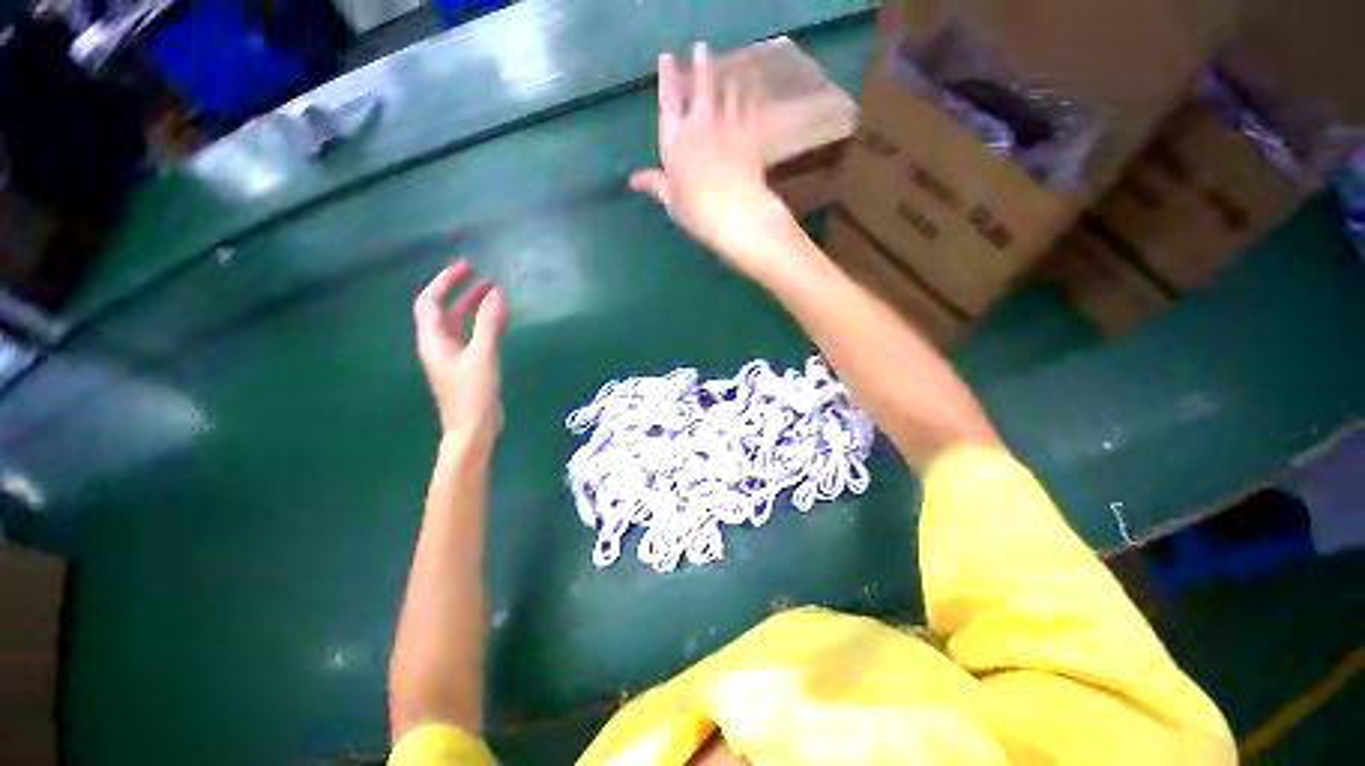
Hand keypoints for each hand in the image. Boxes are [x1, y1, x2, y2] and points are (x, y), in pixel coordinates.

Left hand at [414, 261, 508, 441]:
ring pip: (461, 324)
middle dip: (463, 292)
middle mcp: (440, 345)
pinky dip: (484, 324)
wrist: (473, 430)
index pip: (431, 301)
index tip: (467, 268)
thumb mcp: (483, 356)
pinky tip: (500, 321)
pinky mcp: (469, 366)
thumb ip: (489, 324)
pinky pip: (474, 337)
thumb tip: (496, 293)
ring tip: (494, 294)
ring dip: (475, 307)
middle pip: (446, 311)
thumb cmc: (472, 394)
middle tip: (484, 278)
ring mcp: (454, 357)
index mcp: (434, 340)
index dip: (446, 281)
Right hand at [630, 42, 797, 277]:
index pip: (669, 99)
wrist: (736, 214)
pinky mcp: (751, 136)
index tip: (667, 57)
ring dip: (728, 80)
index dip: (668, 76)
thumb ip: (655, 184)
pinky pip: (751, 109)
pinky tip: (753, 94)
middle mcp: (701, 124)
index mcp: (676, 139)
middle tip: (701, 49)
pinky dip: (751, 99)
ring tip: (729, 73)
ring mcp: (728, 127)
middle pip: (701, 85)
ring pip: (729, 92)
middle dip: (700, 64)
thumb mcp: (671, 200)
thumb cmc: (696, 211)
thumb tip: (633, 180)